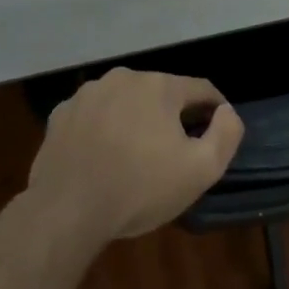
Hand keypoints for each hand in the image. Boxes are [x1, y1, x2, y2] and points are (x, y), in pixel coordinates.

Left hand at [28, 68, 244, 239]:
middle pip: (161, 93)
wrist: (67, 210)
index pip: (201, 89)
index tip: (218, 130)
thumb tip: (227, 112)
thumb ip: (226, 134)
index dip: (216, 109)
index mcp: (159, 86)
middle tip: (177, 150)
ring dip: (137, 120)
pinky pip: (95, 116)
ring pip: (125, 102)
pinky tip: (104, 157)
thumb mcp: (201, 170)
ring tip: (137, 154)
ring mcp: (86, 95)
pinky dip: (104, 129)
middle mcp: (122, 78)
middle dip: (173, 116)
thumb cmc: (141, 188)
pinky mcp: (60, 115)